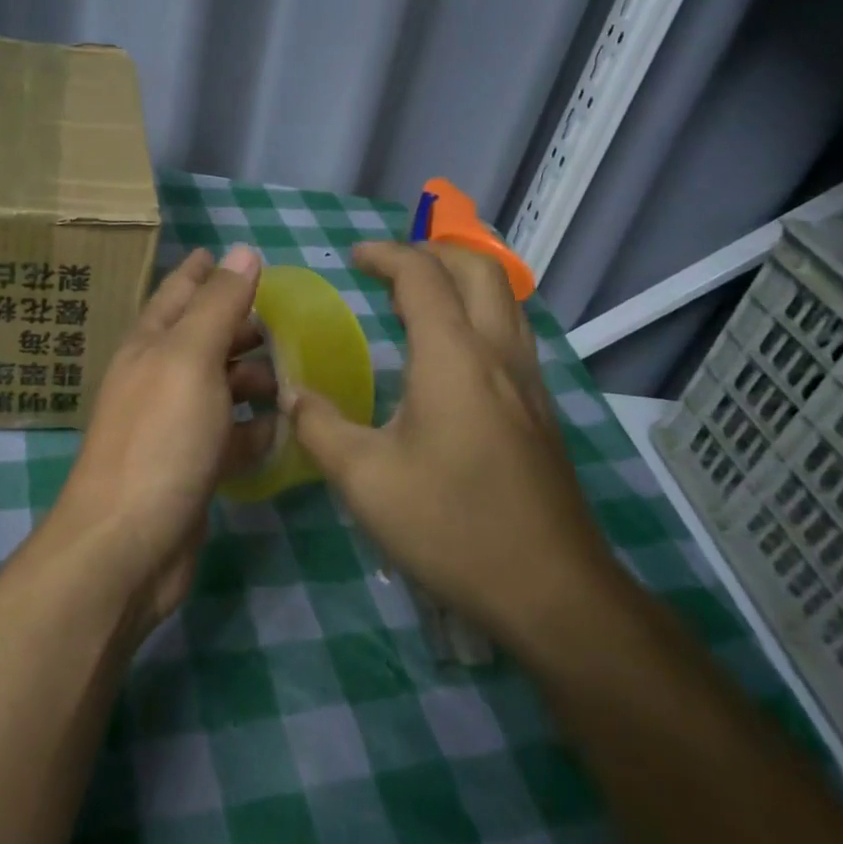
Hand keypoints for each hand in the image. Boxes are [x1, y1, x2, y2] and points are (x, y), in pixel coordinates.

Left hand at [48, 246, 274, 630]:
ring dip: (253, 380)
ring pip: (219, 388)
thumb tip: (242, 250)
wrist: (127, 544)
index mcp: (149, 346)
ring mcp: (173, 427)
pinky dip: (255, 430)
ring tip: (294, 376)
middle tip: (283, 319)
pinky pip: (230, 437)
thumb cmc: (160, 437)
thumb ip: (218, 304)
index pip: (176, 293)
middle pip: (202, 340)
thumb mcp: (190, 358)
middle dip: (238, 326)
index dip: (199, 271)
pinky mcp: (192, 469)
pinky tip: (285, 429)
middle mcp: (157, 380)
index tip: (221, 251)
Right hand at [285, 242, 622, 655]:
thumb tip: (290, 395)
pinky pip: (511, 332)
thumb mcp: (364, 479)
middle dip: (431, 251)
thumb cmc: (451, 526)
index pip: (422, 275)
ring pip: (504, 297)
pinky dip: (478, 313)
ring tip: (417, 300)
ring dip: (461, 279)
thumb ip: (319, 426)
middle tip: (389, 268)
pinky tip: (450, 354)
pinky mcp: (541, 410)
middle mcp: (499, 353)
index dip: (385, 255)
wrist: (552, 591)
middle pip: (478, 268)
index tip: (352, 258)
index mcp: (454, 356)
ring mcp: (529, 381)